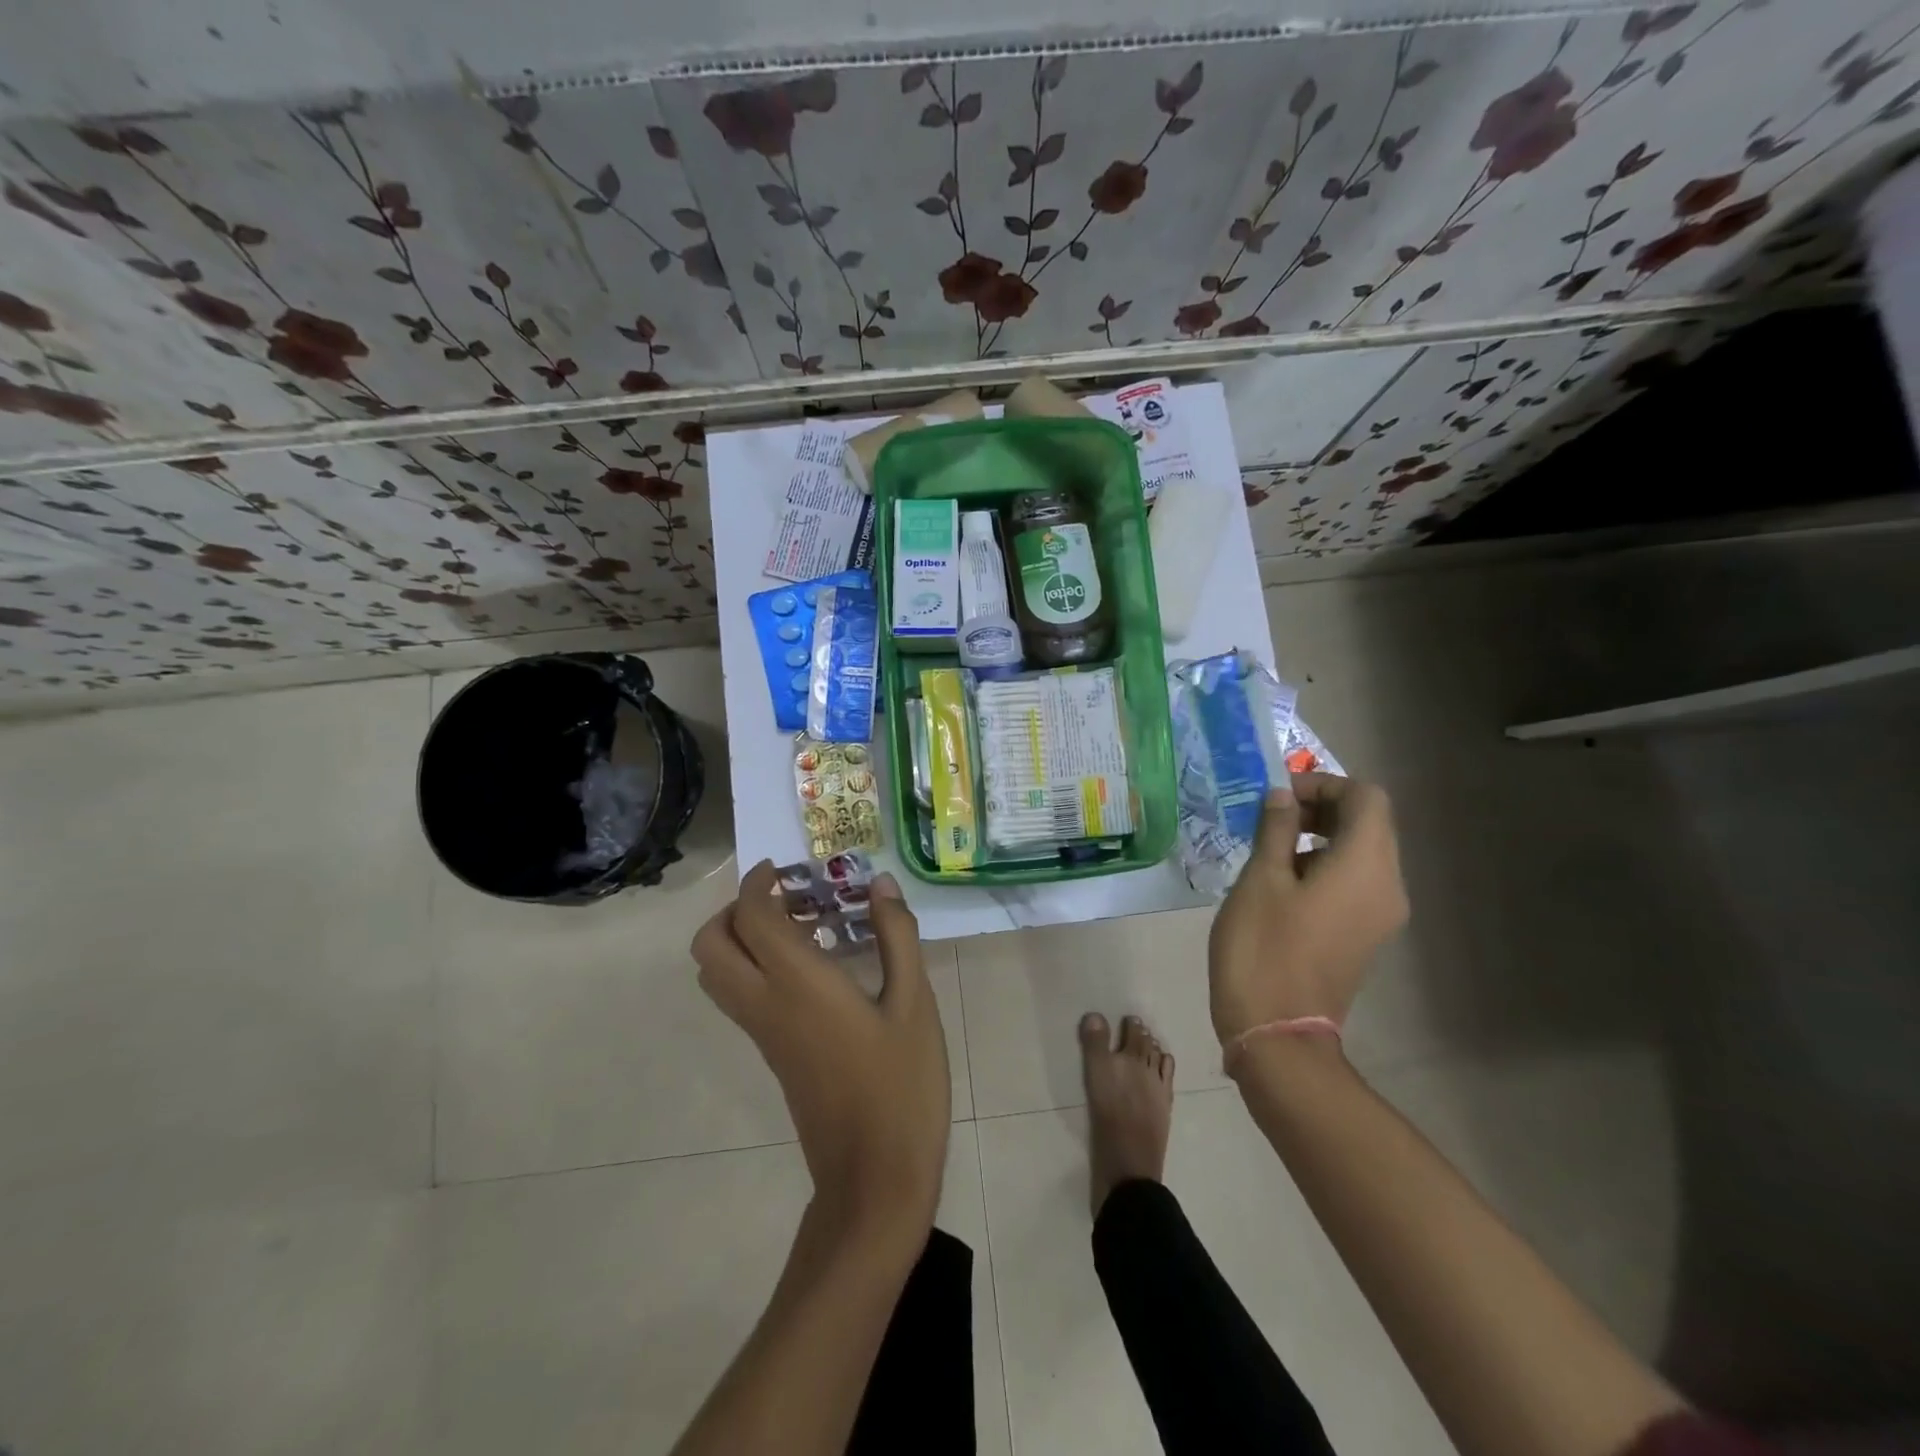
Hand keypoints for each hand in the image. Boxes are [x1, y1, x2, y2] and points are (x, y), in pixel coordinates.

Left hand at [693, 862, 950, 1245]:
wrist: (874, 1178)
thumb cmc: (901, 1085)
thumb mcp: (914, 1003)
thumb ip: (896, 937)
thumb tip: (880, 885)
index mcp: (798, 984)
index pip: (752, 917)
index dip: (758, 883)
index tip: (784, 867)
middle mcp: (765, 1004)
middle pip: (710, 945)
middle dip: (734, 909)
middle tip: (785, 897)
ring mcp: (762, 1033)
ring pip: (716, 973)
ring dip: (740, 937)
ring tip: (798, 927)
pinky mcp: (771, 1054)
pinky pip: (738, 996)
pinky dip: (752, 966)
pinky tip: (811, 967)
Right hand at [1208, 773, 1408, 1044]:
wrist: (1277, 1033)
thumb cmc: (1263, 949)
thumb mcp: (1260, 880)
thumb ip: (1276, 829)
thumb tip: (1283, 796)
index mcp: (1366, 867)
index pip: (1366, 798)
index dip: (1324, 783)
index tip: (1278, 795)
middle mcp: (1387, 886)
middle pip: (1370, 823)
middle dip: (1322, 807)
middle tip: (1271, 815)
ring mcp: (1380, 915)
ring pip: (1362, 852)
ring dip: (1321, 835)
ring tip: (1270, 847)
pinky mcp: (1364, 934)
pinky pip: (1355, 881)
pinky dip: (1325, 864)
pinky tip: (1282, 881)